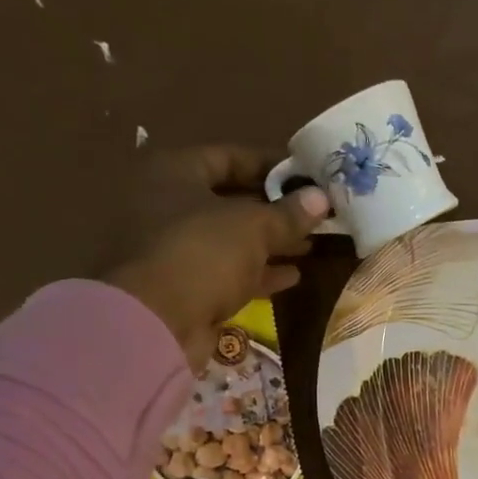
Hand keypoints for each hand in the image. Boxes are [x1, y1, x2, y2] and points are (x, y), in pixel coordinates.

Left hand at [104, 145, 328, 372]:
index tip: (307, 175)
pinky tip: (292, 276)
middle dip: (274, 209)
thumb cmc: (202, 253)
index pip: (228, 157)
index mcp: (173, 172)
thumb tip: (321, 198)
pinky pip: (228, 272)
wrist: (156, 322)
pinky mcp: (184, 286)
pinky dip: (258, 273)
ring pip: (231, 239)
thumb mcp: (253, 227)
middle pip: (229, 200)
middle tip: (314, 213)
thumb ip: (289, 213)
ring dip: (270, 243)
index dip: (270, 165)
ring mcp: (174, 248)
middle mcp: (167, 204)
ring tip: (310, 244)